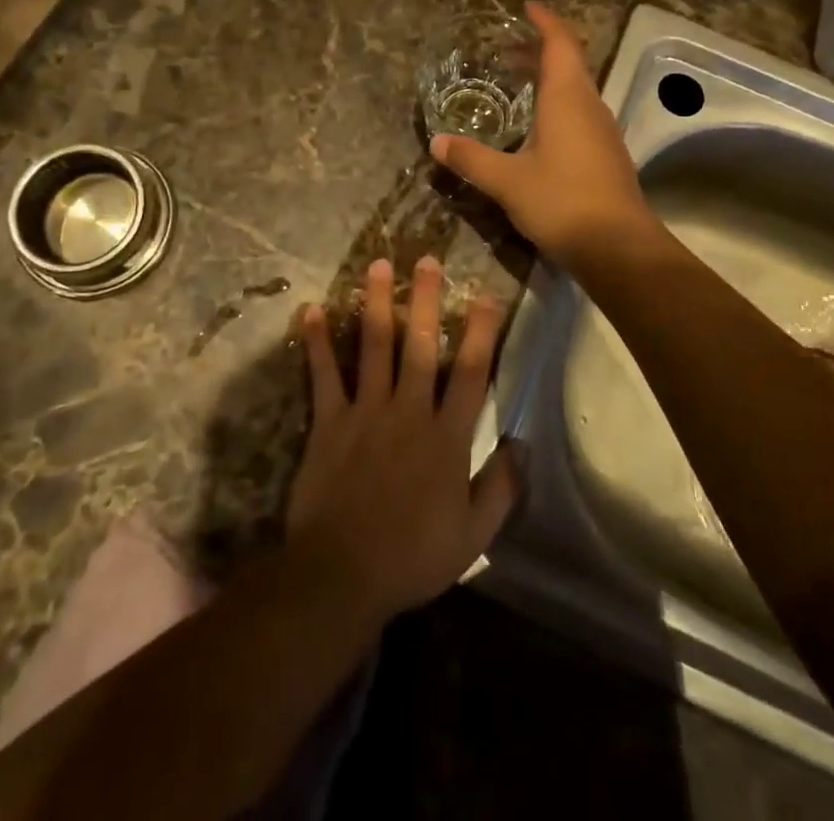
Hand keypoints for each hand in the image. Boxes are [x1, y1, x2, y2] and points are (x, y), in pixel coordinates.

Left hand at [286, 257, 517, 629]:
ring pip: (375, 346)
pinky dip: (317, 341)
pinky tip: (312, 309)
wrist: (343, 574)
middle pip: (422, 345)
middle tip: (426, 259)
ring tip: (377, 265)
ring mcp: (366, 412)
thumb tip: (522, 444)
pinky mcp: (329, 421)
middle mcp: (409, 411)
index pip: (472, 373)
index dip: (483, 332)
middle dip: (426, 300)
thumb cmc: (413, 556)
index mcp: (447, 436)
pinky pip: (324, 374)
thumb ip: (500, 487)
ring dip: (376, 303)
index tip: (488, 296)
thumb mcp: (473, 535)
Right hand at [430, 3, 650, 267]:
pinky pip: (580, 113)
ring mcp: (603, 131)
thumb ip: (471, 159)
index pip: (560, 43)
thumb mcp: (507, 180)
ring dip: (549, 78)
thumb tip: (437, 143)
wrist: (619, 247)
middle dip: (540, 49)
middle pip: (569, 63)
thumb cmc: (562, 202)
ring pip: (576, 89)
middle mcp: (589, 106)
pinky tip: (538, 127)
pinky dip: (557, 104)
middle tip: (507, 48)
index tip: (527, 7)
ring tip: (517, 83)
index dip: (545, 21)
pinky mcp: (607, 154)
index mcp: (568, 98)